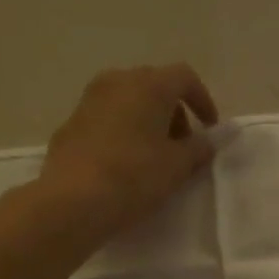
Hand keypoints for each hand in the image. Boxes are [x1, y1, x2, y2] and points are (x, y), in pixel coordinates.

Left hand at [40, 64, 219, 237]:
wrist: (72, 200)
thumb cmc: (134, 176)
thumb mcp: (178, 167)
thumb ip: (198, 149)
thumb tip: (207, 141)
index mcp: (148, 85)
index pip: (184, 78)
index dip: (203, 101)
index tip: (209, 129)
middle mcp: (117, 81)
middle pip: (154, 86)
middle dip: (173, 113)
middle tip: (182, 147)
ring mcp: (88, 100)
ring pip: (128, 102)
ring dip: (146, 122)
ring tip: (153, 157)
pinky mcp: (69, 124)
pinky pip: (106, 120)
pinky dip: (122, 133)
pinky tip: (123, 164)